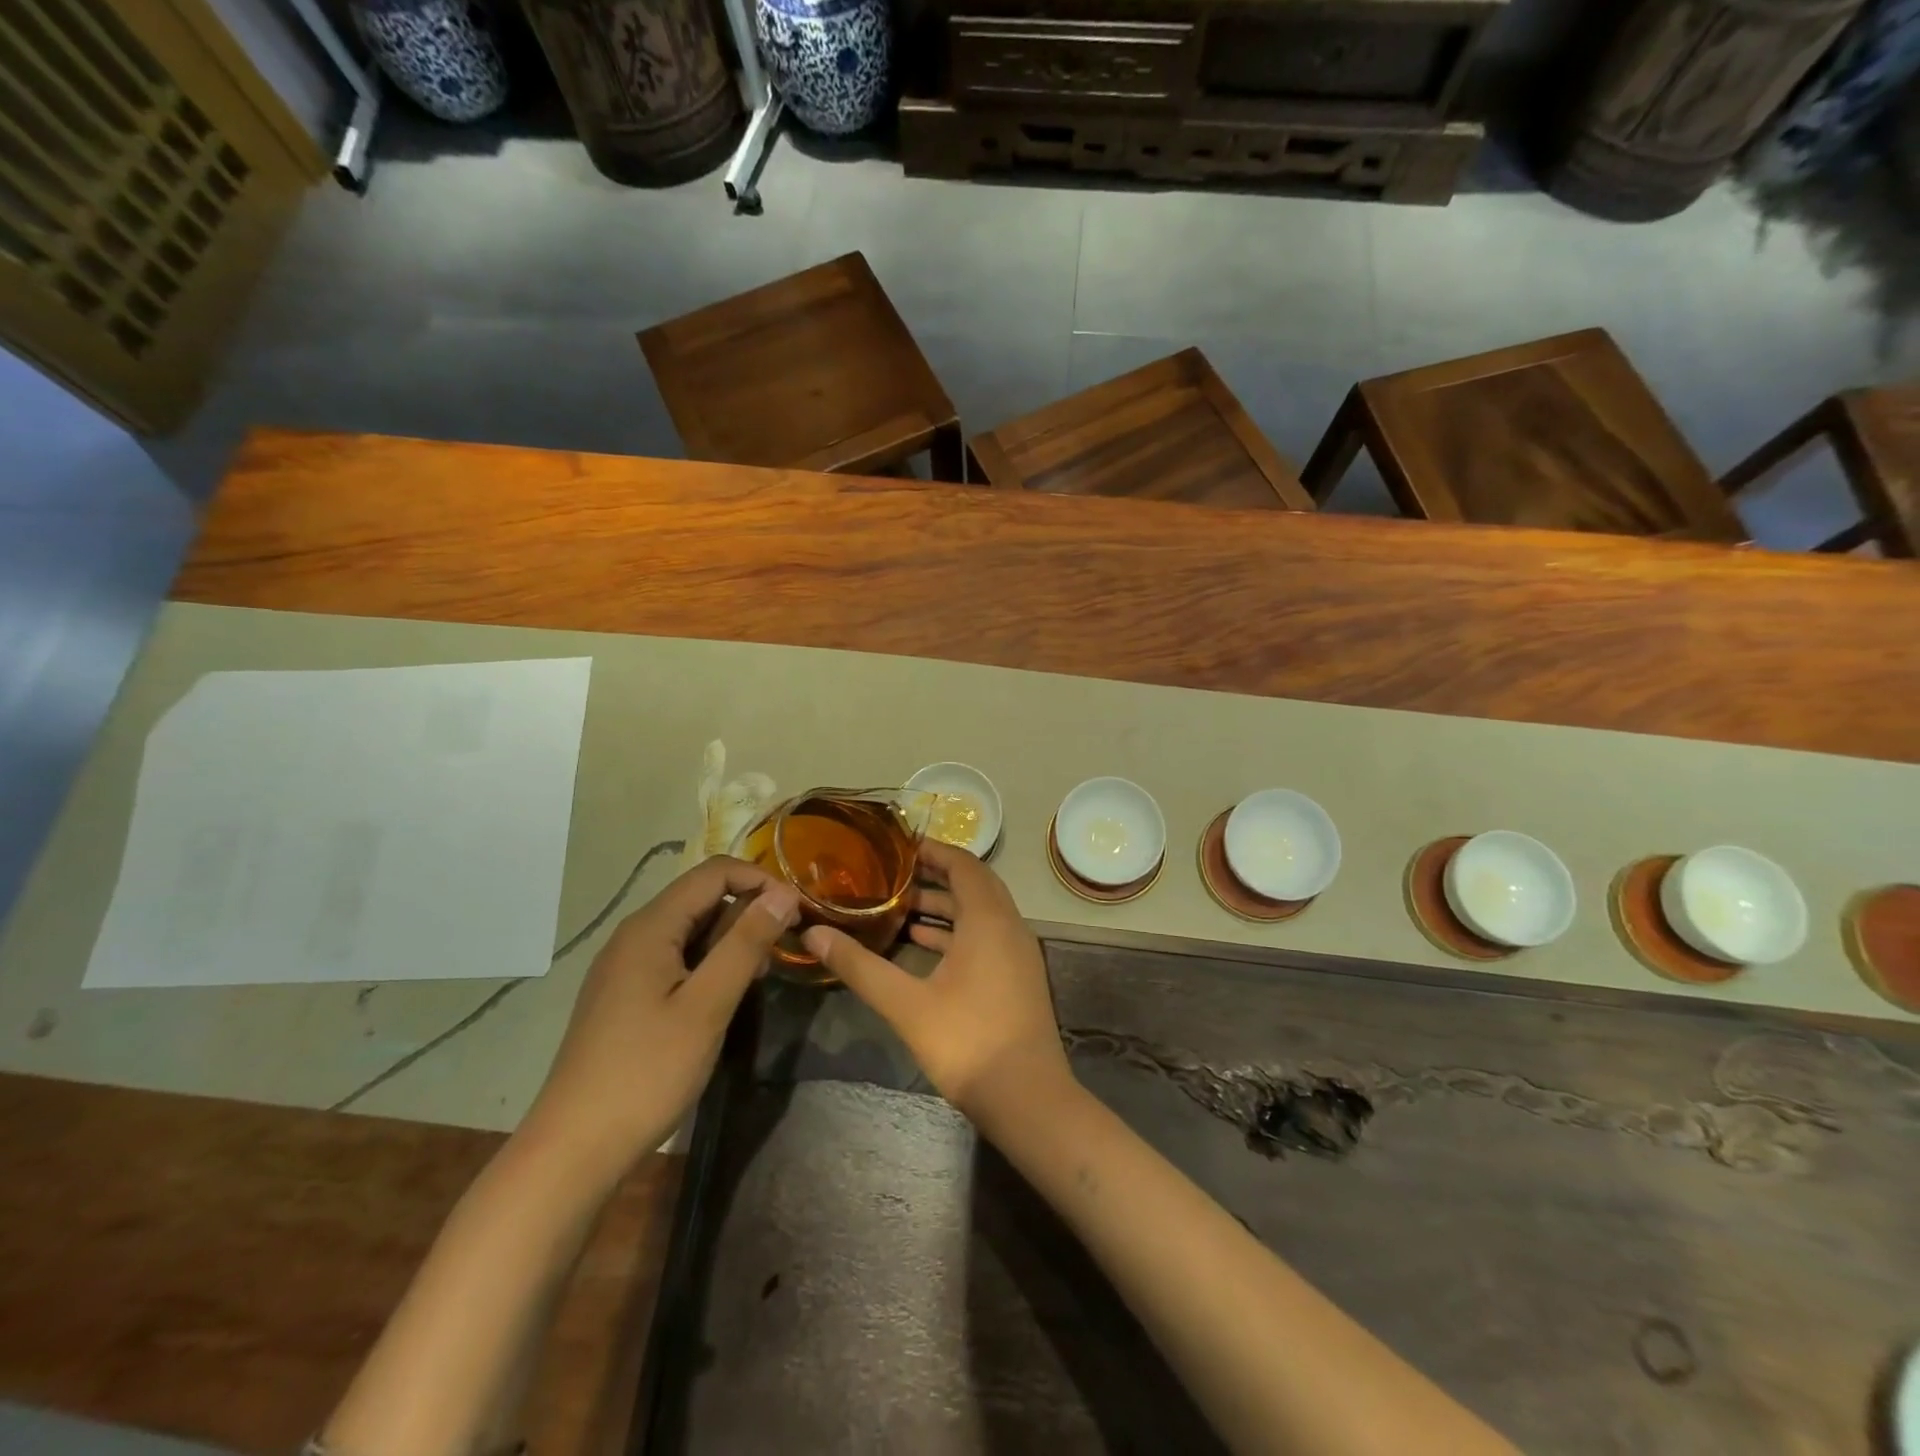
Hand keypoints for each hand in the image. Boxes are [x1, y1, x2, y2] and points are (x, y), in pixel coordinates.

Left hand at [522, 856, 798, 1185]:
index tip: (797, 912)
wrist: (574, 1148)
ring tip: (757, 980)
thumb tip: (783, 894)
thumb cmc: (647, 1071)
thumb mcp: (708, 1005)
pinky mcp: (626, 994)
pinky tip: (723, 999)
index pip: (715, 872)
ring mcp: (626, 966)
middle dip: (748, 913)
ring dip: (731, 942)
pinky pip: (677, 958)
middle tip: (781, 953)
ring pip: (692, 930)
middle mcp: (635, 935)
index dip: (761, 880)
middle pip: (702, 898)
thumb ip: (747, 944)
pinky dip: (709, 965)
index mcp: (651, 927)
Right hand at [802, 840, 1070, 1121]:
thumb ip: (860, 966)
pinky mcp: (1018, 977)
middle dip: (937, 875)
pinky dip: (957, 932)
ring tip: (900, 907)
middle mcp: (1009, 926)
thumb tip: (813, 934)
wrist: (1027, 1097)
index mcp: (988, 920)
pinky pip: (987, 936)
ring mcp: (1018, 953)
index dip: (934, 851)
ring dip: (945, 906)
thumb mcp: (906, 1003)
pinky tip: (923, 945)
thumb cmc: (967, 1041)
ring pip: (981, 913)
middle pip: (974, 884)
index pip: (964, 865)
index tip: (899, 846)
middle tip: (895, 873)